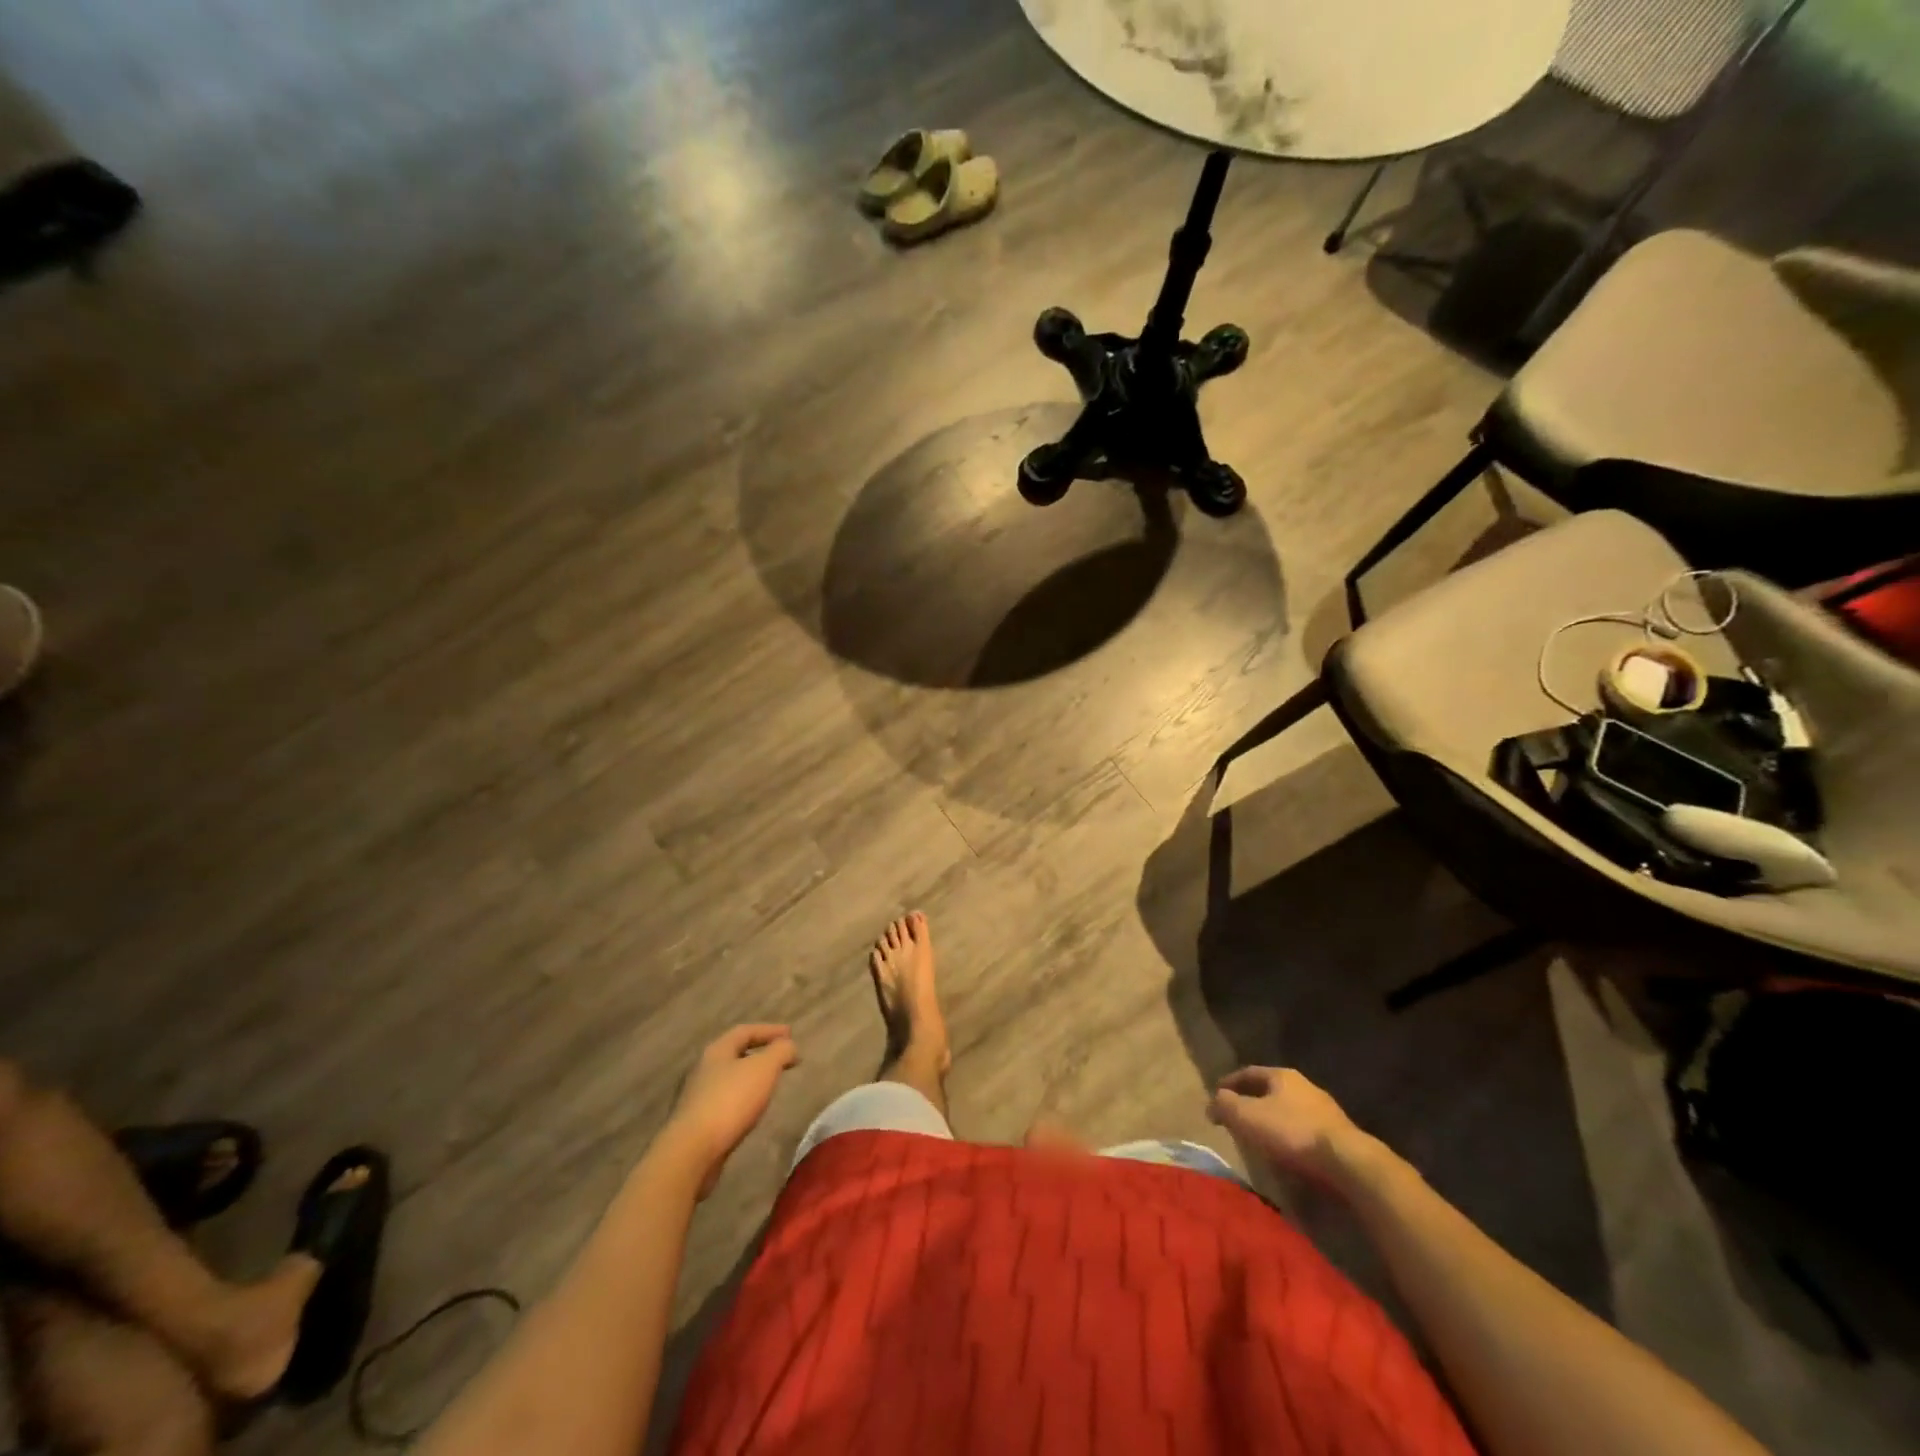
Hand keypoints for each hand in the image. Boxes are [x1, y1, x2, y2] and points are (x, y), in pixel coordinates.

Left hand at [663, 1025, 799, 1197]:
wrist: (691, 1152)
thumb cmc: (730, 1101)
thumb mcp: (764, 1068)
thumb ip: (780, 1052)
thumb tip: (789, 1046)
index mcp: (717, 1051)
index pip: (745, 1031)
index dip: (770, 1030)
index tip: (791, 1034)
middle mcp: (702, 1069)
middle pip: (734, 1054)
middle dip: (759, 1053)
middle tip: (781, 1059)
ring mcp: (695, 1097)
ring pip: (728, 1079)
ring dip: (750, 1078)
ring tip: (769, 1085)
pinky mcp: (695, 1123)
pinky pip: (724, 1101)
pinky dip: (741, 1099)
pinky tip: (750, 1111)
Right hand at [1206, 1066, 1370, 1188]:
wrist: (1347, 1163)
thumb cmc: (1291, 1132)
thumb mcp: (1247, 1116)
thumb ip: (1226, 1105)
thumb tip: (1213, 1102)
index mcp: (1282, 1076)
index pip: (1249, 1072)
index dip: (1230, 1082)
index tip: (1217, 1093)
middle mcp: (1306, 1087)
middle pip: (1272, 1091)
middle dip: (1254, 1102)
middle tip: (1238, 1116)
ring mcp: (1326, 1111)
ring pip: (1291, 1112)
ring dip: (1274, 1122)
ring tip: (1261, 1139)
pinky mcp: (1340, 1137)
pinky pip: (1306, 1133)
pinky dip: (1292, 1139)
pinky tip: (1287, 1155)